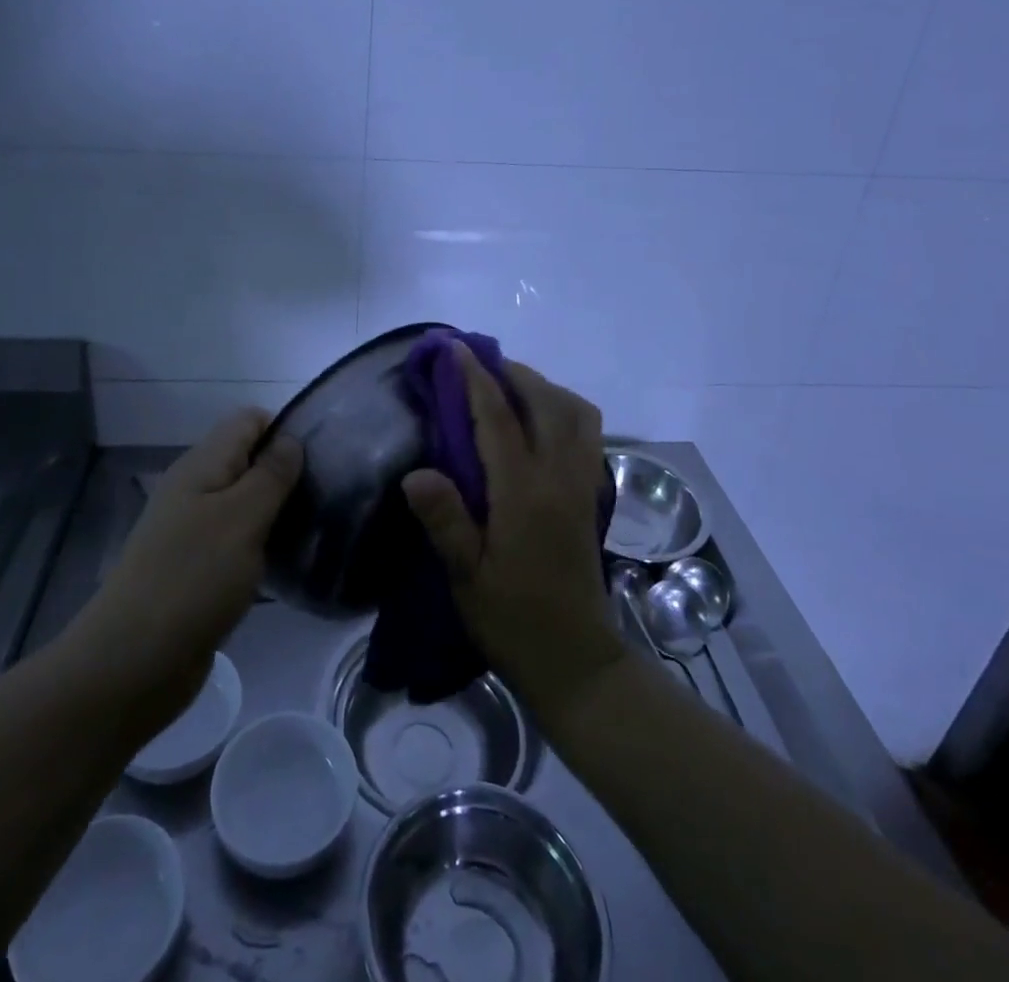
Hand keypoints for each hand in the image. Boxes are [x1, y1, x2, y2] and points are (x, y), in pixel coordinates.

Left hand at [73, 410, 301, 733]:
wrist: (132, 664)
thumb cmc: (193, 579)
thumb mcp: (242, 518)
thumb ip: (270, 475)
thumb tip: (291, 439)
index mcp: (201, 465)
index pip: (248, 420)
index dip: (285, 429)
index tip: (322, 458)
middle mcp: (194, 489)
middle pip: (247, 459)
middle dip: (286, 471)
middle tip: (326, 496)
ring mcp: (192, 530)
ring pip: (244, 501)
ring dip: (276, 510)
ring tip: (315, 527)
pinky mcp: (196, 568)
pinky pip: (236, 539)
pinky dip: (261, 543)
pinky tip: (285, 562)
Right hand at [401, 346, 626, 722]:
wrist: (576, 660)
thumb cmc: (513, 621)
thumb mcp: (466, 578)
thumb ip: (445, 521)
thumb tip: (416, 471)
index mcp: (523, 493)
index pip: (497, 418)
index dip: (474, 378)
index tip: (455, 348)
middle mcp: (559, 477)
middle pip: (546, 402)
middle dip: (513, 372)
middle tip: (480, 361)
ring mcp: (582, 484)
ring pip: (575, 413)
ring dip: (544, 387)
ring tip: (511, 385)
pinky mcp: (591, 496)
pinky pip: (587, 434)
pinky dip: (565, 410)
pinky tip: (541, 422)